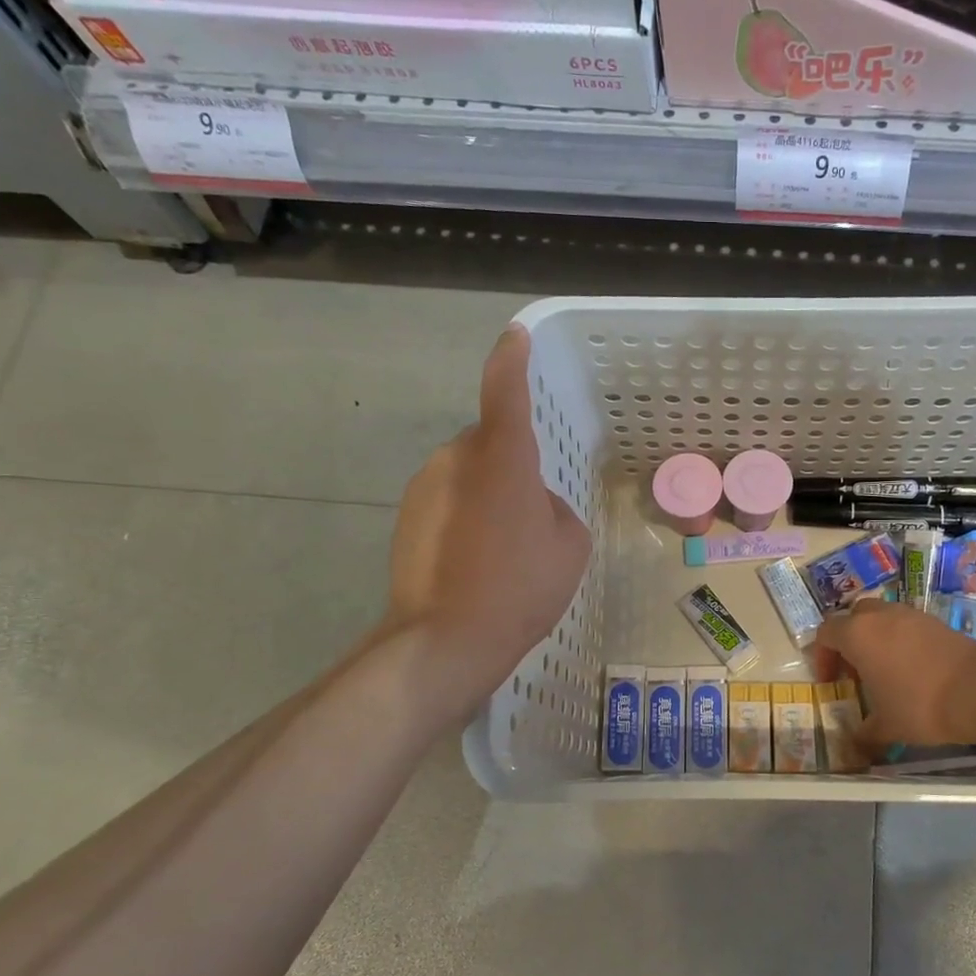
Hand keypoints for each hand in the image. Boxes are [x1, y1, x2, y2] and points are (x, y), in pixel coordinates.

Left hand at [385, 325, 590, 704]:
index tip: (515, 336)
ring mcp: (424, 488)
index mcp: (502, 457)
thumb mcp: (569, 544)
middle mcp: (456, 459)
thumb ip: (554, 507)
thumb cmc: (521, 586)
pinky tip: (476, 563)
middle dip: (509, 465)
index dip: (512, 359)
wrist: (447, 638)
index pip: (505, 390)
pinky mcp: (406, 518)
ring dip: (487, 495)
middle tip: (531, 515)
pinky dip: (464, 519)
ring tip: (504, 549)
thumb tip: (532, 504)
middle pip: (488, 443)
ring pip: (467, 475)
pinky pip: (447, 502)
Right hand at [814, 599, 975, 751]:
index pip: (825, 633)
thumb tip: (854, 745)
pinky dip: (901, 640)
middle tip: (855, 671)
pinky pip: (906, 624)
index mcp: (857, 634)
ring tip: (884, 670)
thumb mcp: (885, 727)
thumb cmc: (919, 705)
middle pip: (853, 617)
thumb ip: (863, 733)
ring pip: (882, 617)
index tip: (830, 682)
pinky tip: (912, 669)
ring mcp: (910, 614)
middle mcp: (880, 616)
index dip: (822, 657)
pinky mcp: (935, 620)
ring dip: (876, 638)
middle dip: (848, 641)